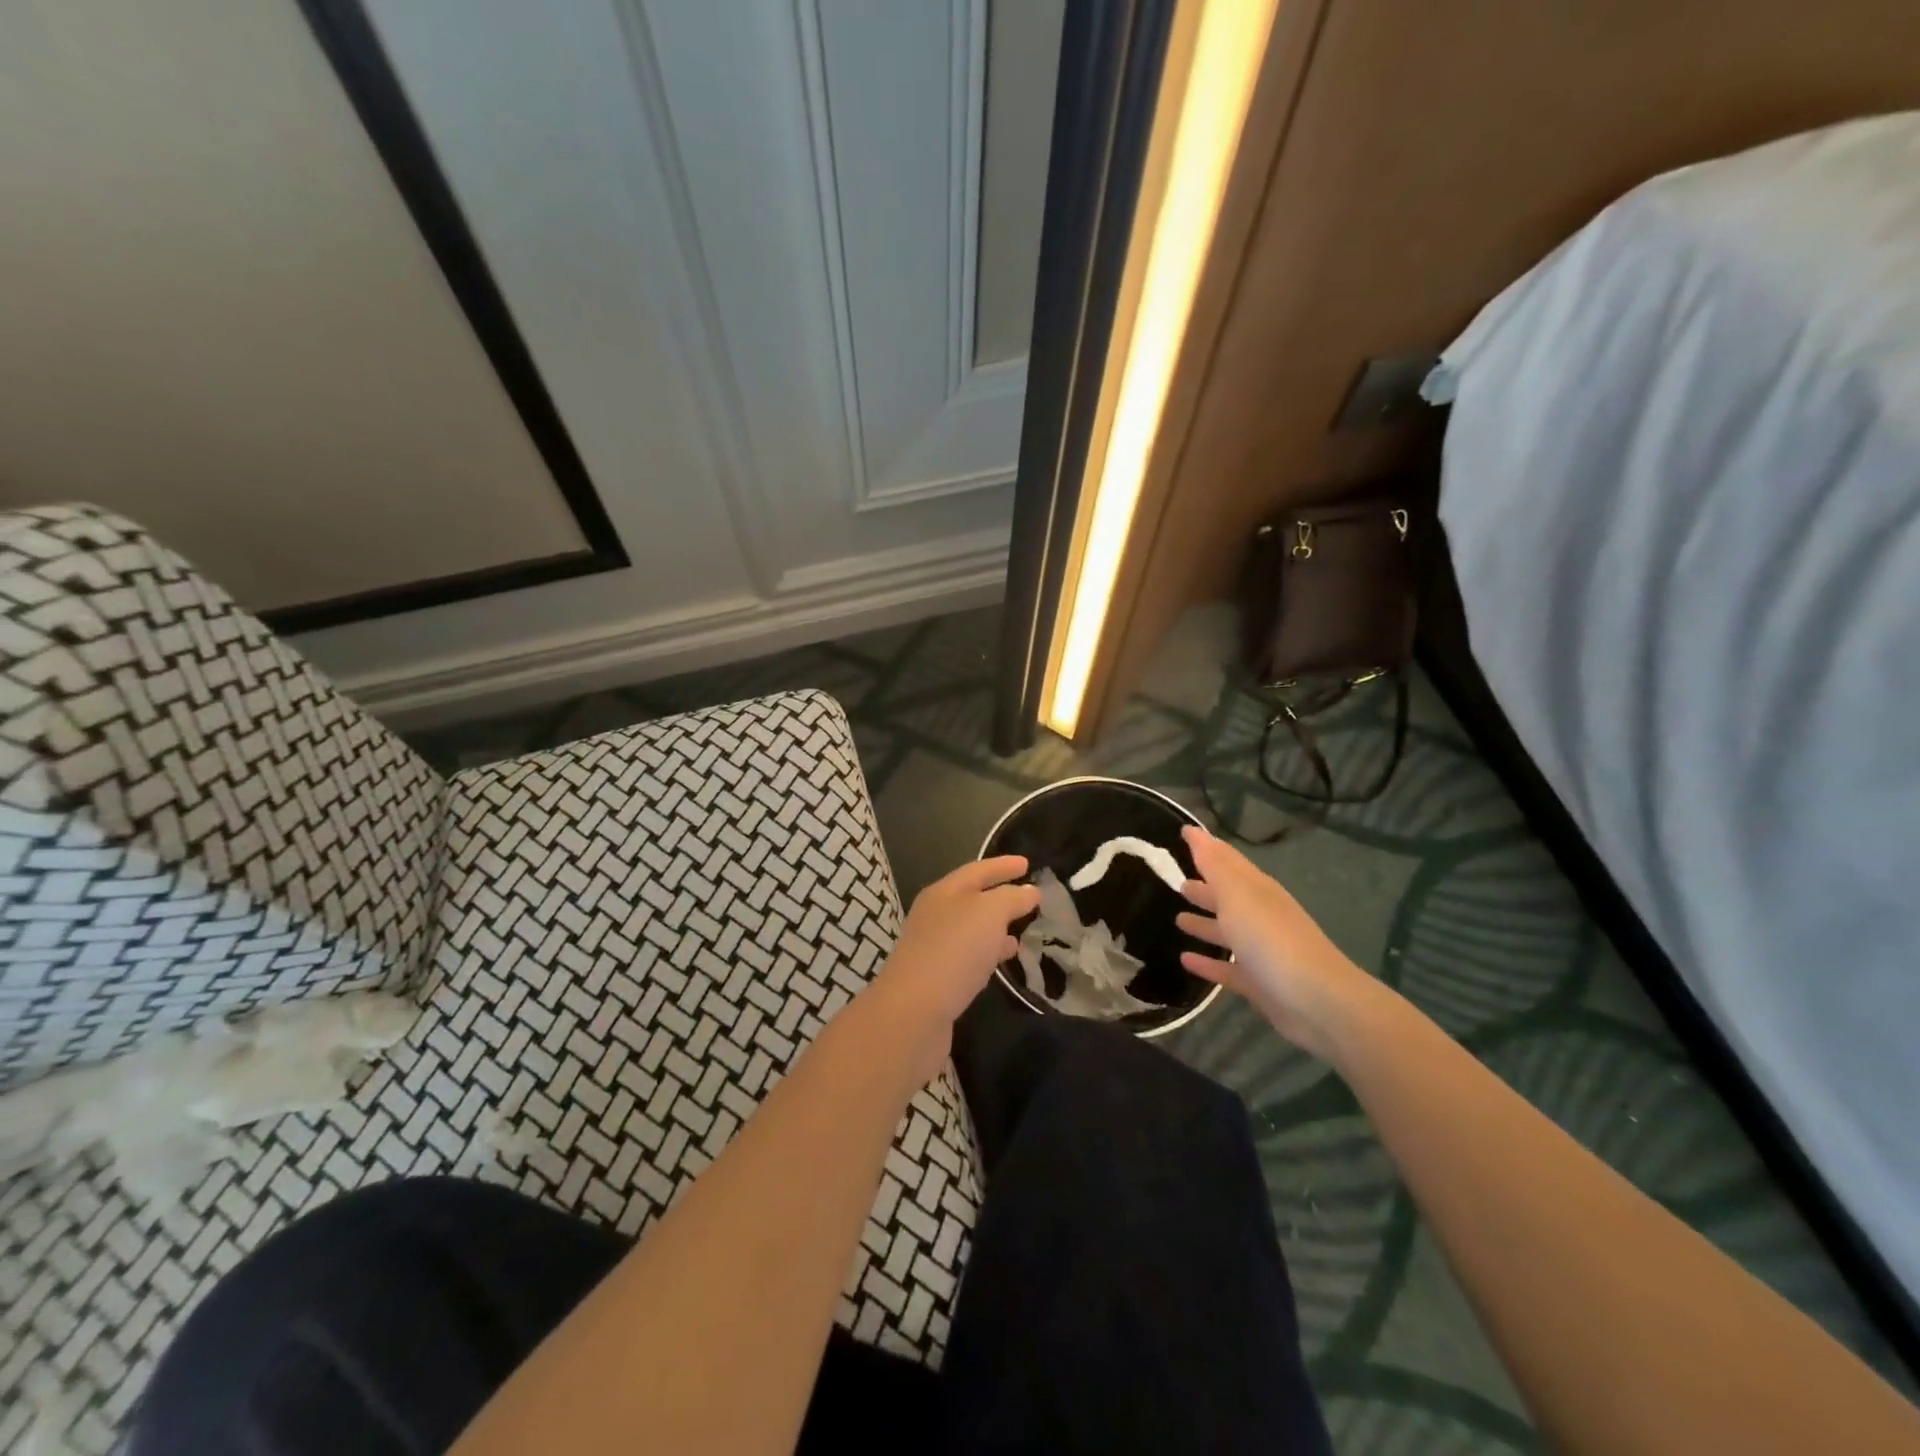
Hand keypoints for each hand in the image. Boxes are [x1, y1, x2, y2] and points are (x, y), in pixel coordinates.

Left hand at [870, 856, 1039, 1080]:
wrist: (913, 1012)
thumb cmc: (953, 951)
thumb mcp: (989, 914)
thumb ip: (1012, 898)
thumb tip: (1029, 891)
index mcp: (943, 892)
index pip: (978, 870)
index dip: (1003, 865)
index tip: (1028, 863)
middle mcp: (934, 915)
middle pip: (971, 898)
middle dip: (1000, 896)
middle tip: (1030, 897)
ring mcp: (933, 947)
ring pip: (971, 929)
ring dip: (996, 927)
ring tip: (1023, 932)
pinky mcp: (937, 978)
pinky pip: (968, 955)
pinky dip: (988, 952)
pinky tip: (1003, 961)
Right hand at [1174, 826, 1375, 1058]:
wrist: (1317, 1000)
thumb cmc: (1272, 939)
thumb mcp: (1238, 895)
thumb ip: (1215, 866)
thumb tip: (1196, 832)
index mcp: (1256, 889)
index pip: (1227, 860)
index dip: (1206, 845)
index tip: (1185, 832)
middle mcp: (1259, 915)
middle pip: (1227, 896)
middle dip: (1205, 887)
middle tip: (1178, 881)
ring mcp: (1260, 950)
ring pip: (1227, 931)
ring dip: (1204, 923)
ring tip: (1177, 919)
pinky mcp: (1257, 982)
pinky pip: (1226, 968)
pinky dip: (1207, 963)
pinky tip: (1185, 960)